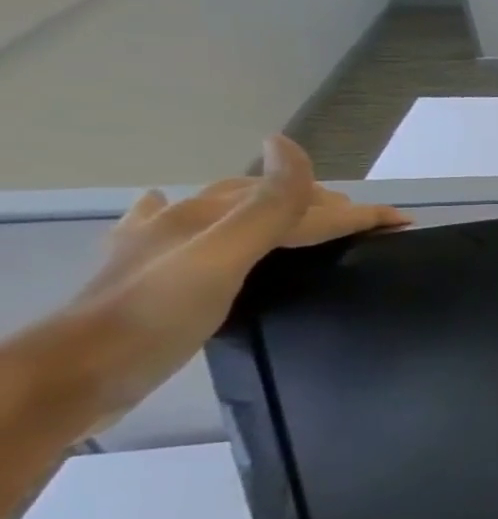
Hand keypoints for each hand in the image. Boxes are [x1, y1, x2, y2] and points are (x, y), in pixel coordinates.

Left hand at [68, 136, 407, 423]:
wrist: (73, 374)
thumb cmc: (157, 316)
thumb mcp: (224, 257)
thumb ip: (267, 206)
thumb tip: (288, 144)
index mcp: (210, 216)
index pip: (302, 206)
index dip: (356, 212)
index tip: (402, 223)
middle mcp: (184, 221)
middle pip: (265, 200)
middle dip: (320, 203)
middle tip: (362, 222)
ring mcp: (158, 247)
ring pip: (225, 211)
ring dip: (268, 206)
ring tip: (299, 213)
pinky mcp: (143, 273)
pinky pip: (163, 227)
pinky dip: (176, 211)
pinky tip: (163, 207)